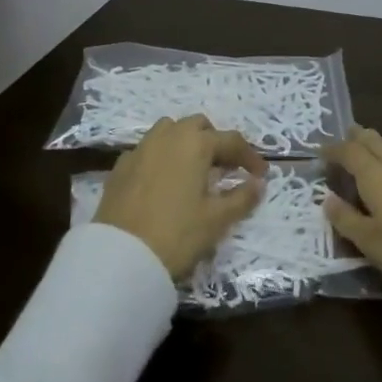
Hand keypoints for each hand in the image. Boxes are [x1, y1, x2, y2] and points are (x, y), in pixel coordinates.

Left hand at [94, 115, 265, 275]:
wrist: (121, 256)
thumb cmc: (177, 234)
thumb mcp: (217, 220)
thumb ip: (242, 197)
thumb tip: (258, 183)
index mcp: (195, 143)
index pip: (231, 140)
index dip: (249, 157)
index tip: (261, 175)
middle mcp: (167, 136)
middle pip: (198, 126)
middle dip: (215, 142)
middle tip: (226, 169)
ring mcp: (140, 148)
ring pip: (169, 131)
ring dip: (186, 143)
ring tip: (195, 171)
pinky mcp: (121, 165)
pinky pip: (148, 150)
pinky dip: (162, 158)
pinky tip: (164, 182)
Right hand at [322, 127, 381, 293]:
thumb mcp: (370, 242)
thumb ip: (346, 219)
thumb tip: (327, 198)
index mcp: (376, 177)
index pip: (349, 152)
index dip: (333, 150)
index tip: (320, 151)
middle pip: (375, 143)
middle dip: (359, 137)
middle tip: (347, 135)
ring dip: (381, 152)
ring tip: (372, 159)